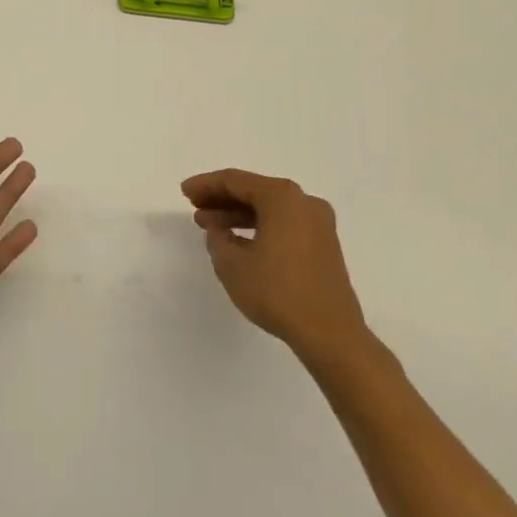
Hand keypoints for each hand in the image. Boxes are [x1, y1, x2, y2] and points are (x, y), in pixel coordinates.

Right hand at [182, 168, 371, 365]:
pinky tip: (239, 242)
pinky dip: (259, 228)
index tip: (184, 192)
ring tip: (212, 228)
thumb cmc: (278, 292)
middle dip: (221, 199)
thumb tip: (219, 231)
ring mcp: (318, 224)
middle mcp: (303, 202)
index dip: (206, 185)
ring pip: (269, 209)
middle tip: (195, 208)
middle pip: (254, 191)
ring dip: (238, 215)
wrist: (332, 336)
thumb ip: (217, 239)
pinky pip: (284, 225)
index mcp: (282, 197)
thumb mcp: (232, 264)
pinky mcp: (324, 246)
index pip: (235, 181)